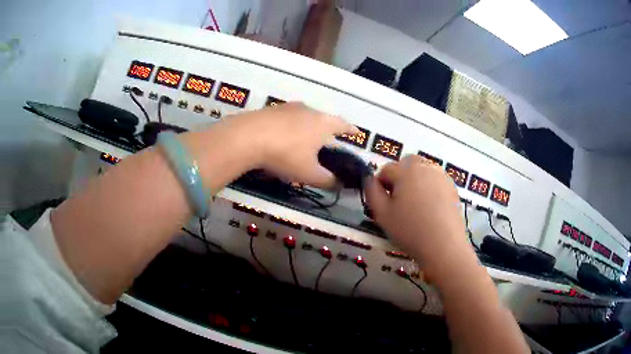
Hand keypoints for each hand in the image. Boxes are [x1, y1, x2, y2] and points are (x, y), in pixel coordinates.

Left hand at [210, 102, 357, 187]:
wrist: (248, 137)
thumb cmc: (286, 155)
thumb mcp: (309, 174)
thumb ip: (327, 180)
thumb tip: (339, 183)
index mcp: (324, 124)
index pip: (344, 125)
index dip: (351, 130)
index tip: (356, 133)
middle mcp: (309, 110)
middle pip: (324, 119)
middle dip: (328, 130)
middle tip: (327, 144)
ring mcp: (289, 107)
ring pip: (305, 117)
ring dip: (308, 127)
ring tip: (304, 141)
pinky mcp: (271, 109)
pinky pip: (287, 118)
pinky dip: (290, 127)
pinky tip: (282, 138)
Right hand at [365, 155, 472, 274]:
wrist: (443, 245)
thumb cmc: (410, 230)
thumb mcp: (382, 214)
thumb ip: (371, 192)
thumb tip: (370, 180)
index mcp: (406, 170)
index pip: (386, 170)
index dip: (380, 185)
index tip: (383, 203)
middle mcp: (425, 166)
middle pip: (406, 164)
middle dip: (399, 178)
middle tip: (399, 201)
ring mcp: (441, 176)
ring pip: (422, 170)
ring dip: (415, 181)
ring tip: (415, 205)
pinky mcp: (452, 187)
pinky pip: (435, 180)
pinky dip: (430, 188)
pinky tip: (430, 208)